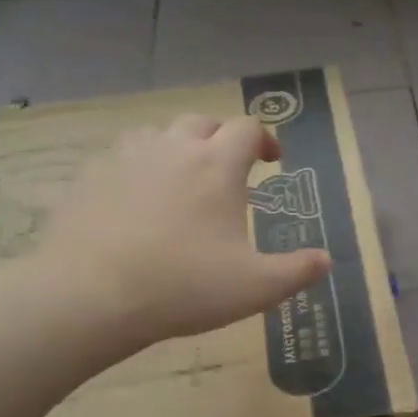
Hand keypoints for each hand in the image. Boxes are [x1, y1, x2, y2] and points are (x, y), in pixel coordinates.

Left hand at [35, 115, 330, 350]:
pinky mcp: (91, 176)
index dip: (265, 139)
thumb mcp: (257, 288)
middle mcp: (173, 148)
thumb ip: (297, 271)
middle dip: (221, 138)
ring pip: (158, 133)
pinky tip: (137, 198)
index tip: (272, 161)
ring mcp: (126, 157)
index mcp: (217, 165)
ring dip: (178, 146)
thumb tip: (327, 260)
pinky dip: (139, 166)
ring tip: (183, 177)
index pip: (247, 129)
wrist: (93, 294)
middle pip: (202, 122)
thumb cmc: (185, 287)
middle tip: (229, 168)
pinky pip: (121, 156)